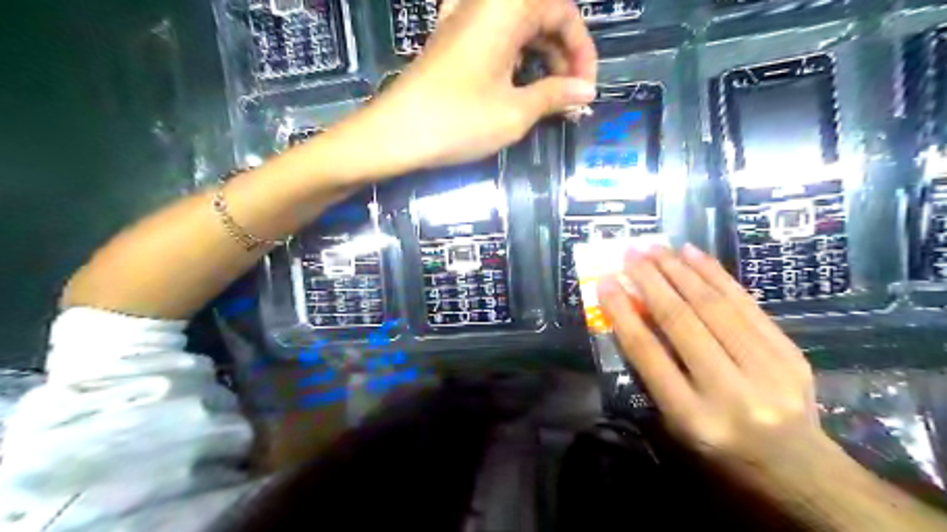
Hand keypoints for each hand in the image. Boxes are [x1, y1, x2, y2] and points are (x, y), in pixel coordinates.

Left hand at [333, 1, 593, 176]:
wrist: (395, 134)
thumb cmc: (458, 120)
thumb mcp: (515, 112)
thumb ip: (555, 95)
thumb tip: (586, 91)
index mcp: (507, 8)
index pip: (563, 12)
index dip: (582, 51)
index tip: (586, 89)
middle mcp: (485, 4)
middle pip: (541, 15)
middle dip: (563, 54)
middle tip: (571, 95)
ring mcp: (463, 21)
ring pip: (518, 27)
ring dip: (540, 57)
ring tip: (550, 96)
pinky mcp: (450, 41)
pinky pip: (494, 38)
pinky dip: (514, 57)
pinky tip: (517, 82)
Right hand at [593, 245, 838, 482]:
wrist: (797, 468)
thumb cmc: (720, 448)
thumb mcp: (676, 422)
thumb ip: (653, 372)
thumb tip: (632, 315)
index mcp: (693, 417)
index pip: (649, 354)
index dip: (623, 314)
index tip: (606, 283)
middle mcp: (730, 391)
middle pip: (682, 322)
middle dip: (651, 281)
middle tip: (630, 253)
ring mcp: (767, 369)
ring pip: (714, 306)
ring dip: (680, 270)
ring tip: (656, 247)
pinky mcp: (789, 352)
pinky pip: (746, 304)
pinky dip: (715, 274)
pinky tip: (693, 254)